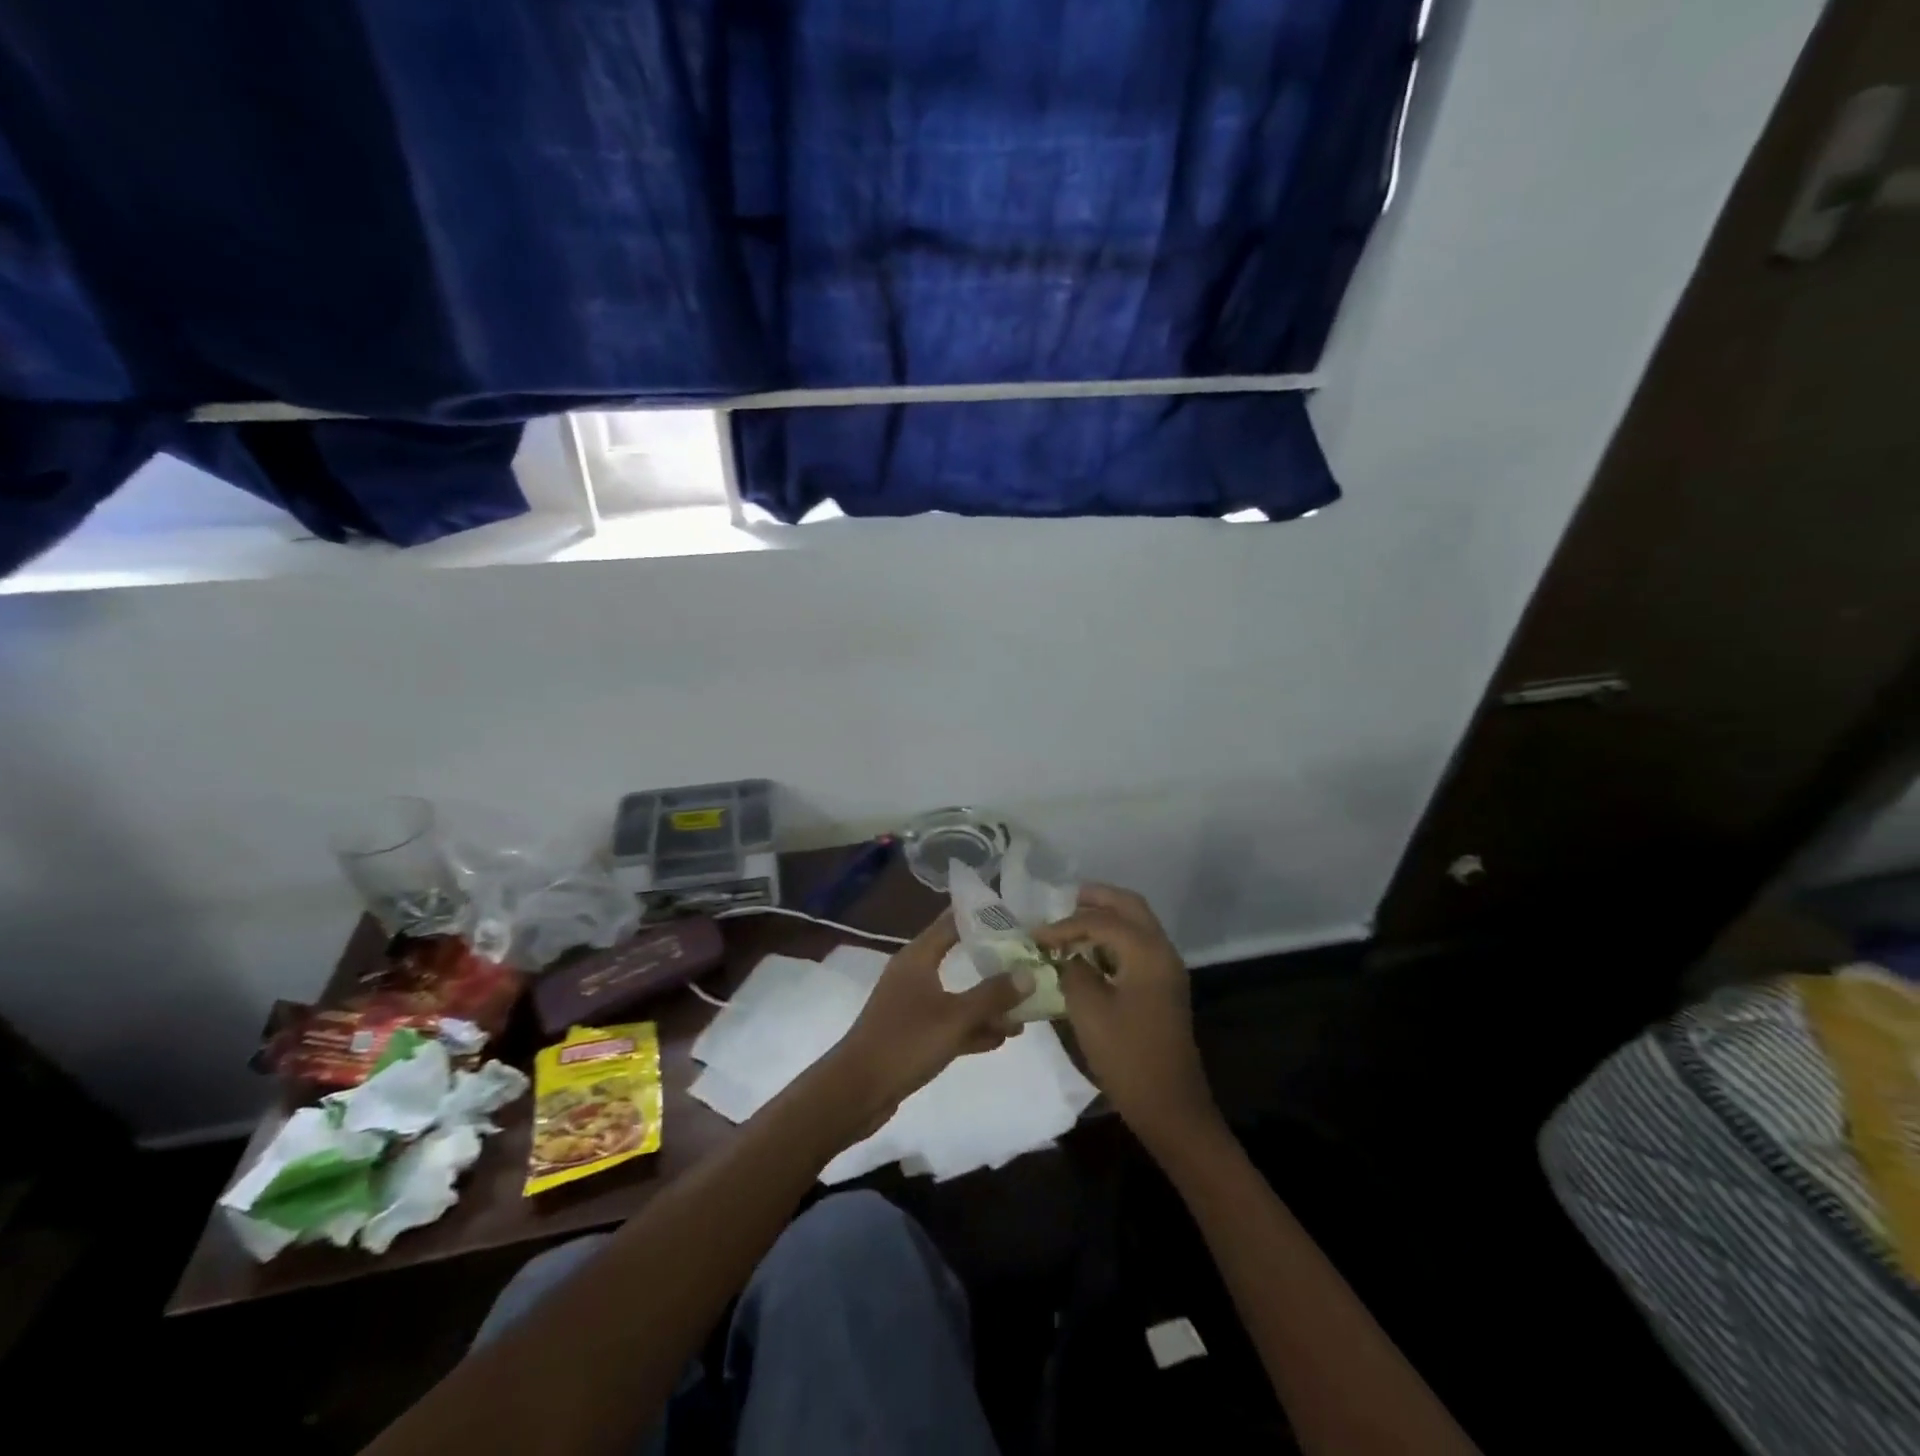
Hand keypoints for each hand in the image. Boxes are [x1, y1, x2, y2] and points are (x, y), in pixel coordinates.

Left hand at [830, 912, 1031, 1121]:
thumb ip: (993, 995)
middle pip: (959, 957)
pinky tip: (1003, 1037)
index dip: (982, 917)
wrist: (857, 1090)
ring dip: (988, 1001)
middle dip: (994, 961)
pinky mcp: (914, 1035)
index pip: (952, 922)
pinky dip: (974, 1027)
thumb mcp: (955, 1017)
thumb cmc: (905, 1041)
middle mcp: (914, 974)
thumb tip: (1029, 973)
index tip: (1015, 914)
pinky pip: (951, 1023)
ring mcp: (913, 1005)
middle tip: (1030, 960)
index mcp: (917, 957)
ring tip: (1026, 1007)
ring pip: (958, 995)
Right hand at [1034, 885, 1220, 1156]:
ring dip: (1106, 917)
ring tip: (1070, 924)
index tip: (1035, 936)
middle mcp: (1162, 951)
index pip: (1101, 921)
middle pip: (1129, 906)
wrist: (1169, 1105)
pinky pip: (1138, 945)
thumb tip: (1067, 956)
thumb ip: (1073, 971)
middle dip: (1096, 899)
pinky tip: (1088, 952)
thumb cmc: (1126, 1055)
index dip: (1065, 924)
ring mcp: (1166, 969)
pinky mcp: (1163, 987)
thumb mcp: (1088, 1010)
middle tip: (1062, 903)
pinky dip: (1113, 938)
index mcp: (1146, 952)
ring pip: (1136, 924)